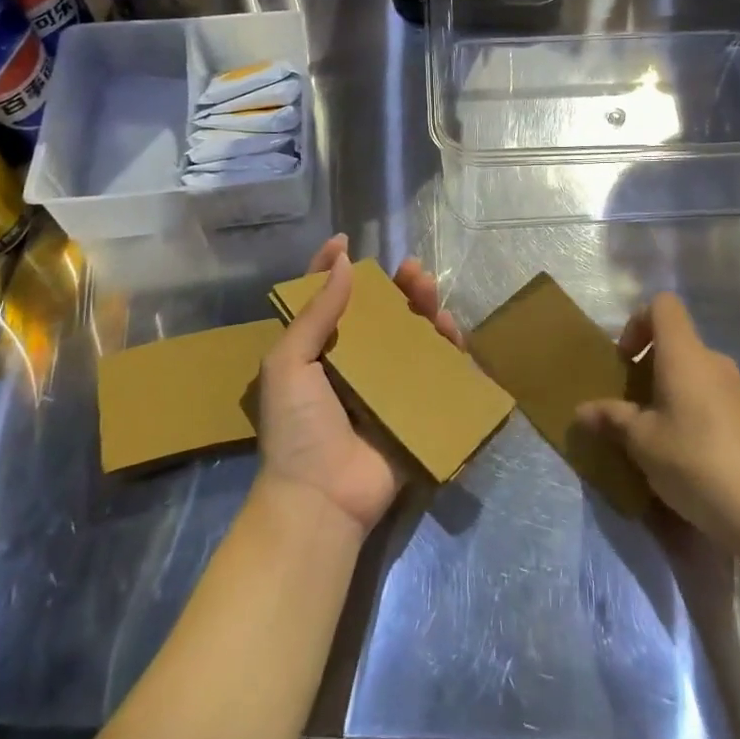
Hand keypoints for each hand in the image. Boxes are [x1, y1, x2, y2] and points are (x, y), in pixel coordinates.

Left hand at [255, 236, 462, 534]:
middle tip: (413, 270)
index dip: (331, 268)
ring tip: (431, 295)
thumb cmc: (297, 427)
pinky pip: (436, 373)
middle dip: (397, 287)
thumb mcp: (289, 364)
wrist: (322, 498)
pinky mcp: (415, 409)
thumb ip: (315, 313)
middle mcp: (354, 364)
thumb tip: (341, 261)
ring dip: (424, 311)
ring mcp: (387, 387)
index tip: (345, 241)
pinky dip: (446, 350)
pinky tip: (450, 331)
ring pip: (412, 338)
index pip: (324, 299)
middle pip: (380, 315)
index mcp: (318, 352)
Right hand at [576, 293, 739, 551]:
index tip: (626, 360)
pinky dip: (696, 413)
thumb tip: (582, 410)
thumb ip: (611, 418)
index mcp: (685, 354)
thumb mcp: (641, 442)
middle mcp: (715, 361)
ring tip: (658, 436)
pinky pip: (715, 399)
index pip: (663, 304)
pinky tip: (691, 457)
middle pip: (678, 342)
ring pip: (697, 373)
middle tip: (633, 406)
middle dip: (650, 366)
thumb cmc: (694, 461)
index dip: (638, 322)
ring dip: (672, 392)